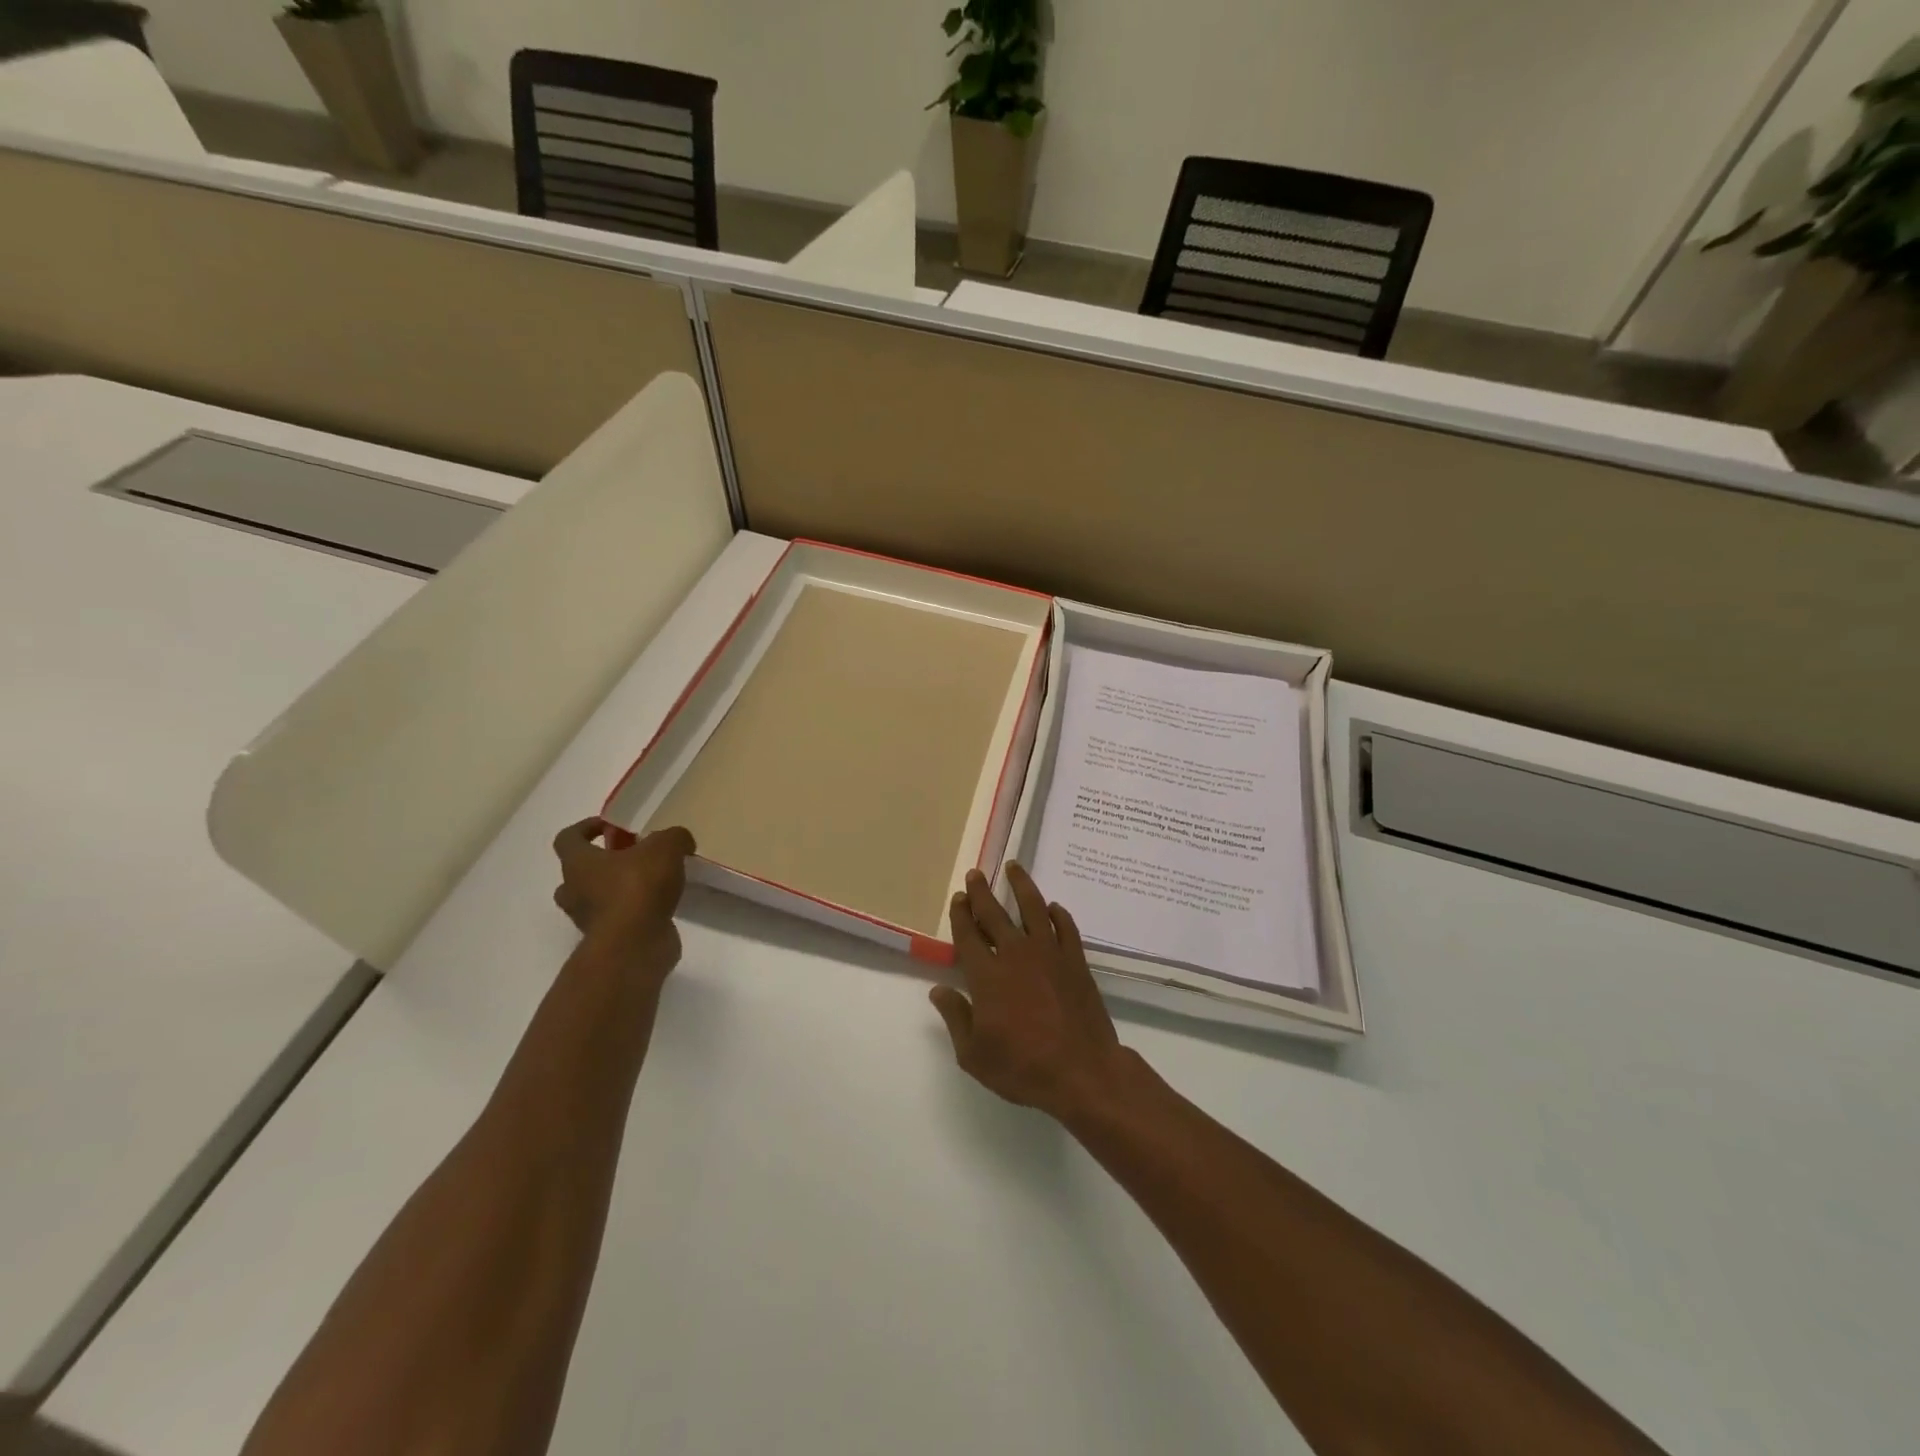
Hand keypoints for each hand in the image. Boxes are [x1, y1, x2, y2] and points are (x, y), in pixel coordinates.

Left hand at [551, 818, 694, 974]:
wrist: (635, 944)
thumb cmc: (638, 887)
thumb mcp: (665, 847)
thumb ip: (674, 837)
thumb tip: (680, 841)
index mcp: (578, 863)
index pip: (567, 839)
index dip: (585, 828)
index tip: (610, 827)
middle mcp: (574, 891)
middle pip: (577, 873)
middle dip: (601, 864)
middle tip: (631, 858)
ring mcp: (588, 920)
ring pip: (595, 899)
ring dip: (616, 890)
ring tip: (651, 883)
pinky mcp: (608, 940)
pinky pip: (617, 919)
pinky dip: (634, 912)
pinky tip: (661, 904)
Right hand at [931, 864, 1133, 1123]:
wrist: (1082, 1071)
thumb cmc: (1023, 1068)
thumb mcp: (974, 1055)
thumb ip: (955, 1017)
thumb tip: (938, 990)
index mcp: (987, 976)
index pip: (968, 936)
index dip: (960, 915)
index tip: (958, 898)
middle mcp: (1016, 955)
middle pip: (995, 915)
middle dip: (982, 892)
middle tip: (976, 874)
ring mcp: (1049, 954)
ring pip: (1033, 908)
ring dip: (1021, 886)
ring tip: (1014, 867)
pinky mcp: (1075, 961)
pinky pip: (1065, 927)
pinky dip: (1057, 914)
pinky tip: (1052, 908)